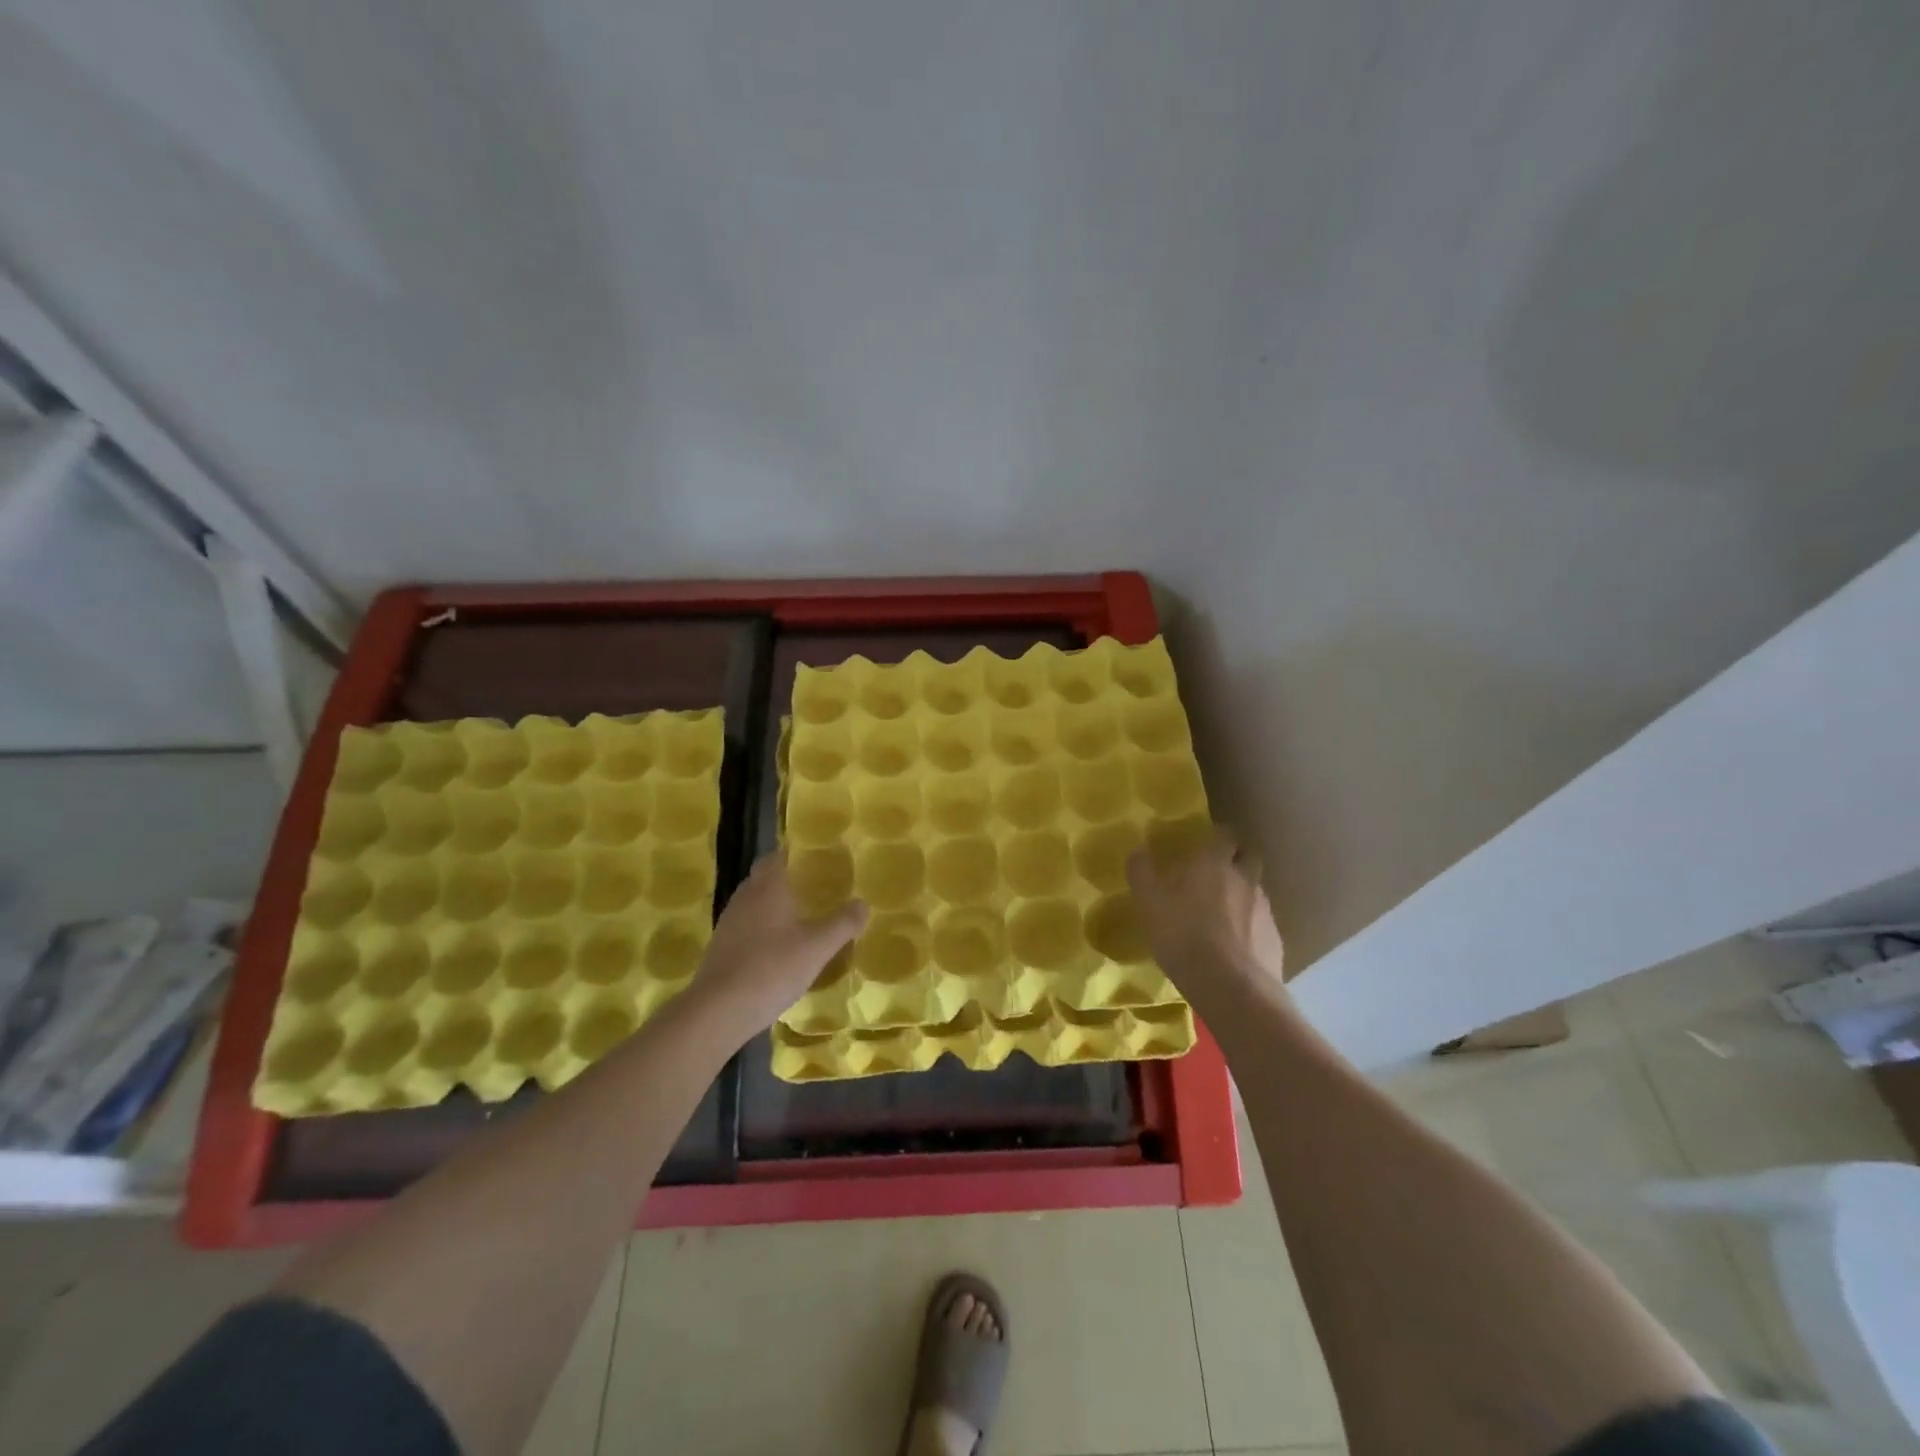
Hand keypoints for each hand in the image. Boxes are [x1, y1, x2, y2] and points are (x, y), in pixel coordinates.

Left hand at [691, 851, 867, 1036]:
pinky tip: (780, 950)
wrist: (718, 1011)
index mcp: (766, 888)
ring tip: (802, 920)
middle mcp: (744, 898)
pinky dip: (763, 931)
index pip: (776, 857)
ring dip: (774, 908)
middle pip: (764, 879)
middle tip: (816, 890)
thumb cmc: (772, 968)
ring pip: (754, 905)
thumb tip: (863, 903)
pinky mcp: (721, 949)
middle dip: (787, 881)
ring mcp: (729, 924)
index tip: (817, 862)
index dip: (794, 856)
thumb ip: (843, 923)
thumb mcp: (818, 947)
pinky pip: (747, 929)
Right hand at [1127, 829, 1283, 1000]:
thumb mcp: (1149, 903)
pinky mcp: (1276, 941)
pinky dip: (1251, 928)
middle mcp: (1246, 879)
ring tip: (1223, 915)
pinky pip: (1262, 925)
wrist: (1231, 988)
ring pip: (1257, 892)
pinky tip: (1235, 946)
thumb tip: (1138, 850)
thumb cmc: (1184, 935)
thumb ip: (1142, 872)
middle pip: (1248, 858)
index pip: (1224, 835)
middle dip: (1236, 861)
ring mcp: (1265, 910)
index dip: (1216, 837)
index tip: (1204, 844)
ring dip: (1243, 896)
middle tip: (1215, 875)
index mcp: (1215, 863)